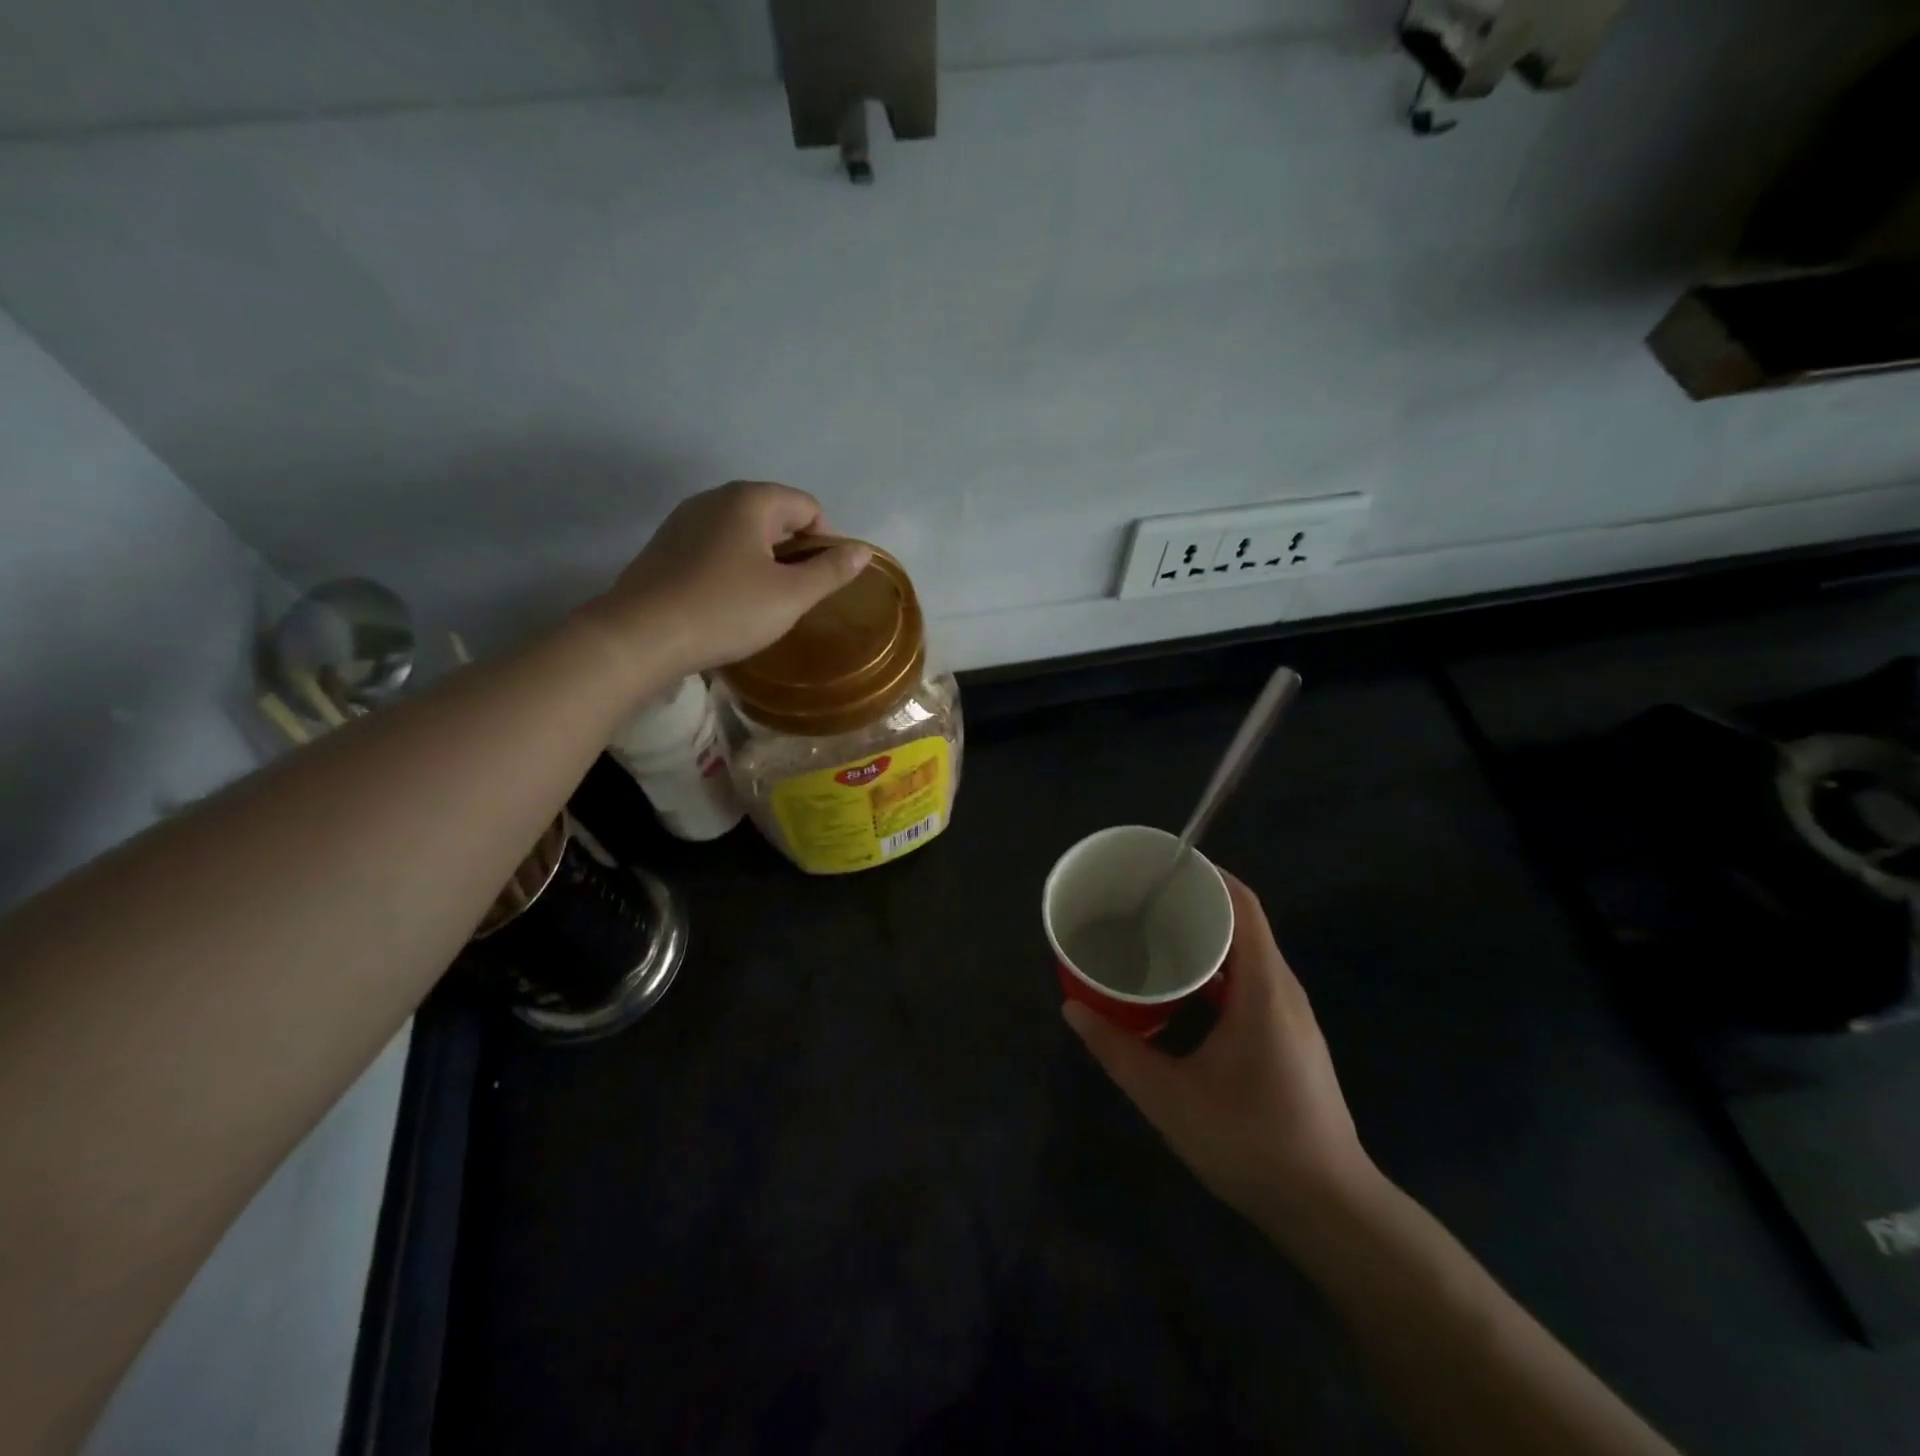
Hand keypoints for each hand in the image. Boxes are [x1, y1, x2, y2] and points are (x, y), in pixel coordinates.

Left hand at [582, 481, 871, 684]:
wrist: (640, 636)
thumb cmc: (726, 611)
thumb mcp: (790, 596)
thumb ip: (831, 571)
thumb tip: (863, 551)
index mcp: (750, 500)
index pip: (807, 506)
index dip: (826, 541)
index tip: (824, 581)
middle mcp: (715, 498)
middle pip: (774, 514)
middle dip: (795, 550)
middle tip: (798, 594)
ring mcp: (685, 520)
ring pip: (743, 531)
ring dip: (765, 559)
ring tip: (766, 601)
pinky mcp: (666, 546)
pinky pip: (715, 546)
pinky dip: (734, 566)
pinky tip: (730, 601)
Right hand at [1064, 873, 1382, 1240]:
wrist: (1329, 1209)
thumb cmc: (1250, 1142)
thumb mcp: (1169, 1097)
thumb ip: (1117, 1050)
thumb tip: (1072, 1008)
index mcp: (1263, 988)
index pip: (1243, 905)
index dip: (1207, 875)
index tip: (1162, 866)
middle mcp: (1283, 990)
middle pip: (1244, 923)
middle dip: (1196, 904)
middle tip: (1143, 901)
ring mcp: (1292, 1016)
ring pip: (1248, 955)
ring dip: (1206, 939)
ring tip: (1155, 935)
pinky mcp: (1290, 1038)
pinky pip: (1251, 982)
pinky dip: (1217, 971)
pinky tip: (1183, 991)